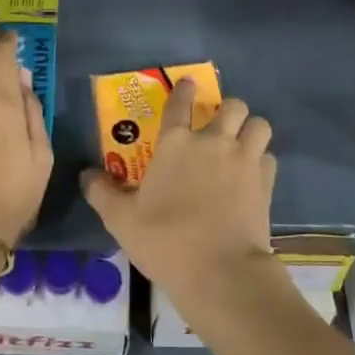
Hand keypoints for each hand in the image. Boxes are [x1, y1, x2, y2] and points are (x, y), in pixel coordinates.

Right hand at [81, 78, 275, 296]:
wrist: (220, 272)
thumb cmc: (166, 240)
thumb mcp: (122, 220)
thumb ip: (102, 193)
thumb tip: (86, 175)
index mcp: (176, 144)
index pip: (180, 103)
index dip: (183, 90)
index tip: (188, 83)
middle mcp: (213, 142)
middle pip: (232, 106)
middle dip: (228, 109)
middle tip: (219, 124)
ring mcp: (244, 160)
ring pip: (259, 124)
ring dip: (251, 129)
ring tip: (242, 142)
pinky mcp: (265, 183)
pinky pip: (269, 157)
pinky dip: (262, 160)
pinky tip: (252, 174)